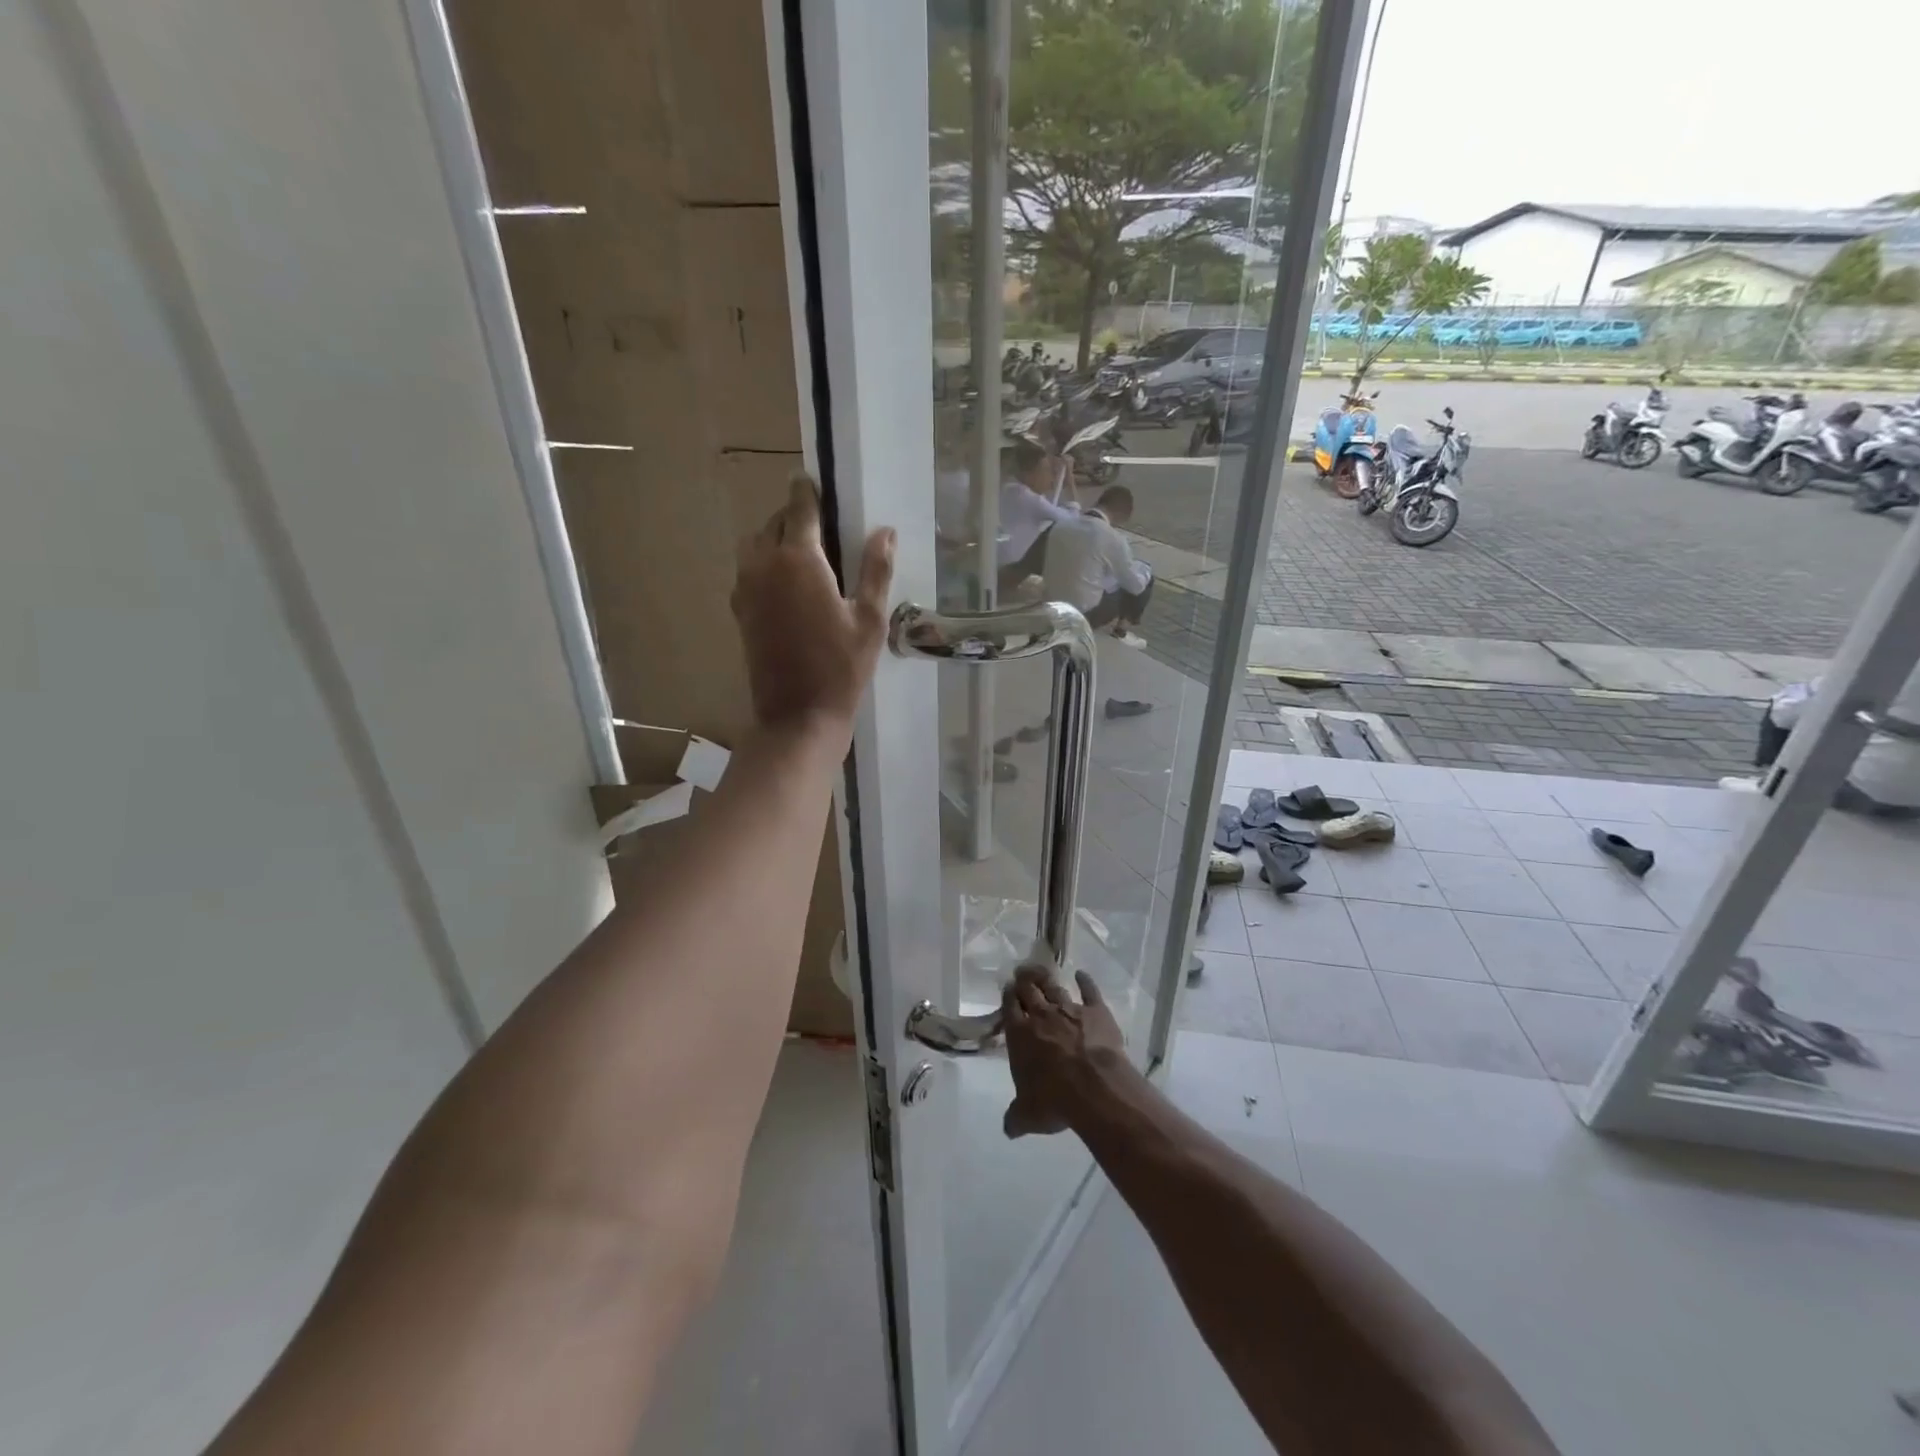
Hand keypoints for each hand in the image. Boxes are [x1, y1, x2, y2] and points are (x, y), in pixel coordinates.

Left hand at [731, 474, 894, 738]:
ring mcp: (746, 588)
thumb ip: (876, 570)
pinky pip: (748, 570)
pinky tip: (786, 583)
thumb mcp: (870, 618)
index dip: (806, 491)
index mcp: (799, 560)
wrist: (797, 714)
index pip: (799, 508)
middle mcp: (764, 565)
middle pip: (774, 522)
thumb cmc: (842, 667)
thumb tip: (885, 531)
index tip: (810, 480)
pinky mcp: (740, 610)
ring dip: (774, 537)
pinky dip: (763, 563)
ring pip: (754, 544)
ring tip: (801, 551)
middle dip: (793, 515)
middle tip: (818, 522)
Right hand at [1000, 965, 1126, 1138]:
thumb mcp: (1027, 1115)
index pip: (1010, 1008)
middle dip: (1023, 980)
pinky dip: (1085, 981)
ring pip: (1054, 987)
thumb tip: (1009, 1129)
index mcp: (1020, 1034)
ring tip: (1041, 971)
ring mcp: (1070, 1010)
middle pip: (1029, 990)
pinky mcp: (1096, 1011)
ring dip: (1046, 979)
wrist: (1093, 1087)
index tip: (1007, 989)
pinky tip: (1082, 975)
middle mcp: (1042, 1016)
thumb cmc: (1054, 1100)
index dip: (1008, 997)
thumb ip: (1015, 1118)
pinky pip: (1090, 991)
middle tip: (1021, 973)